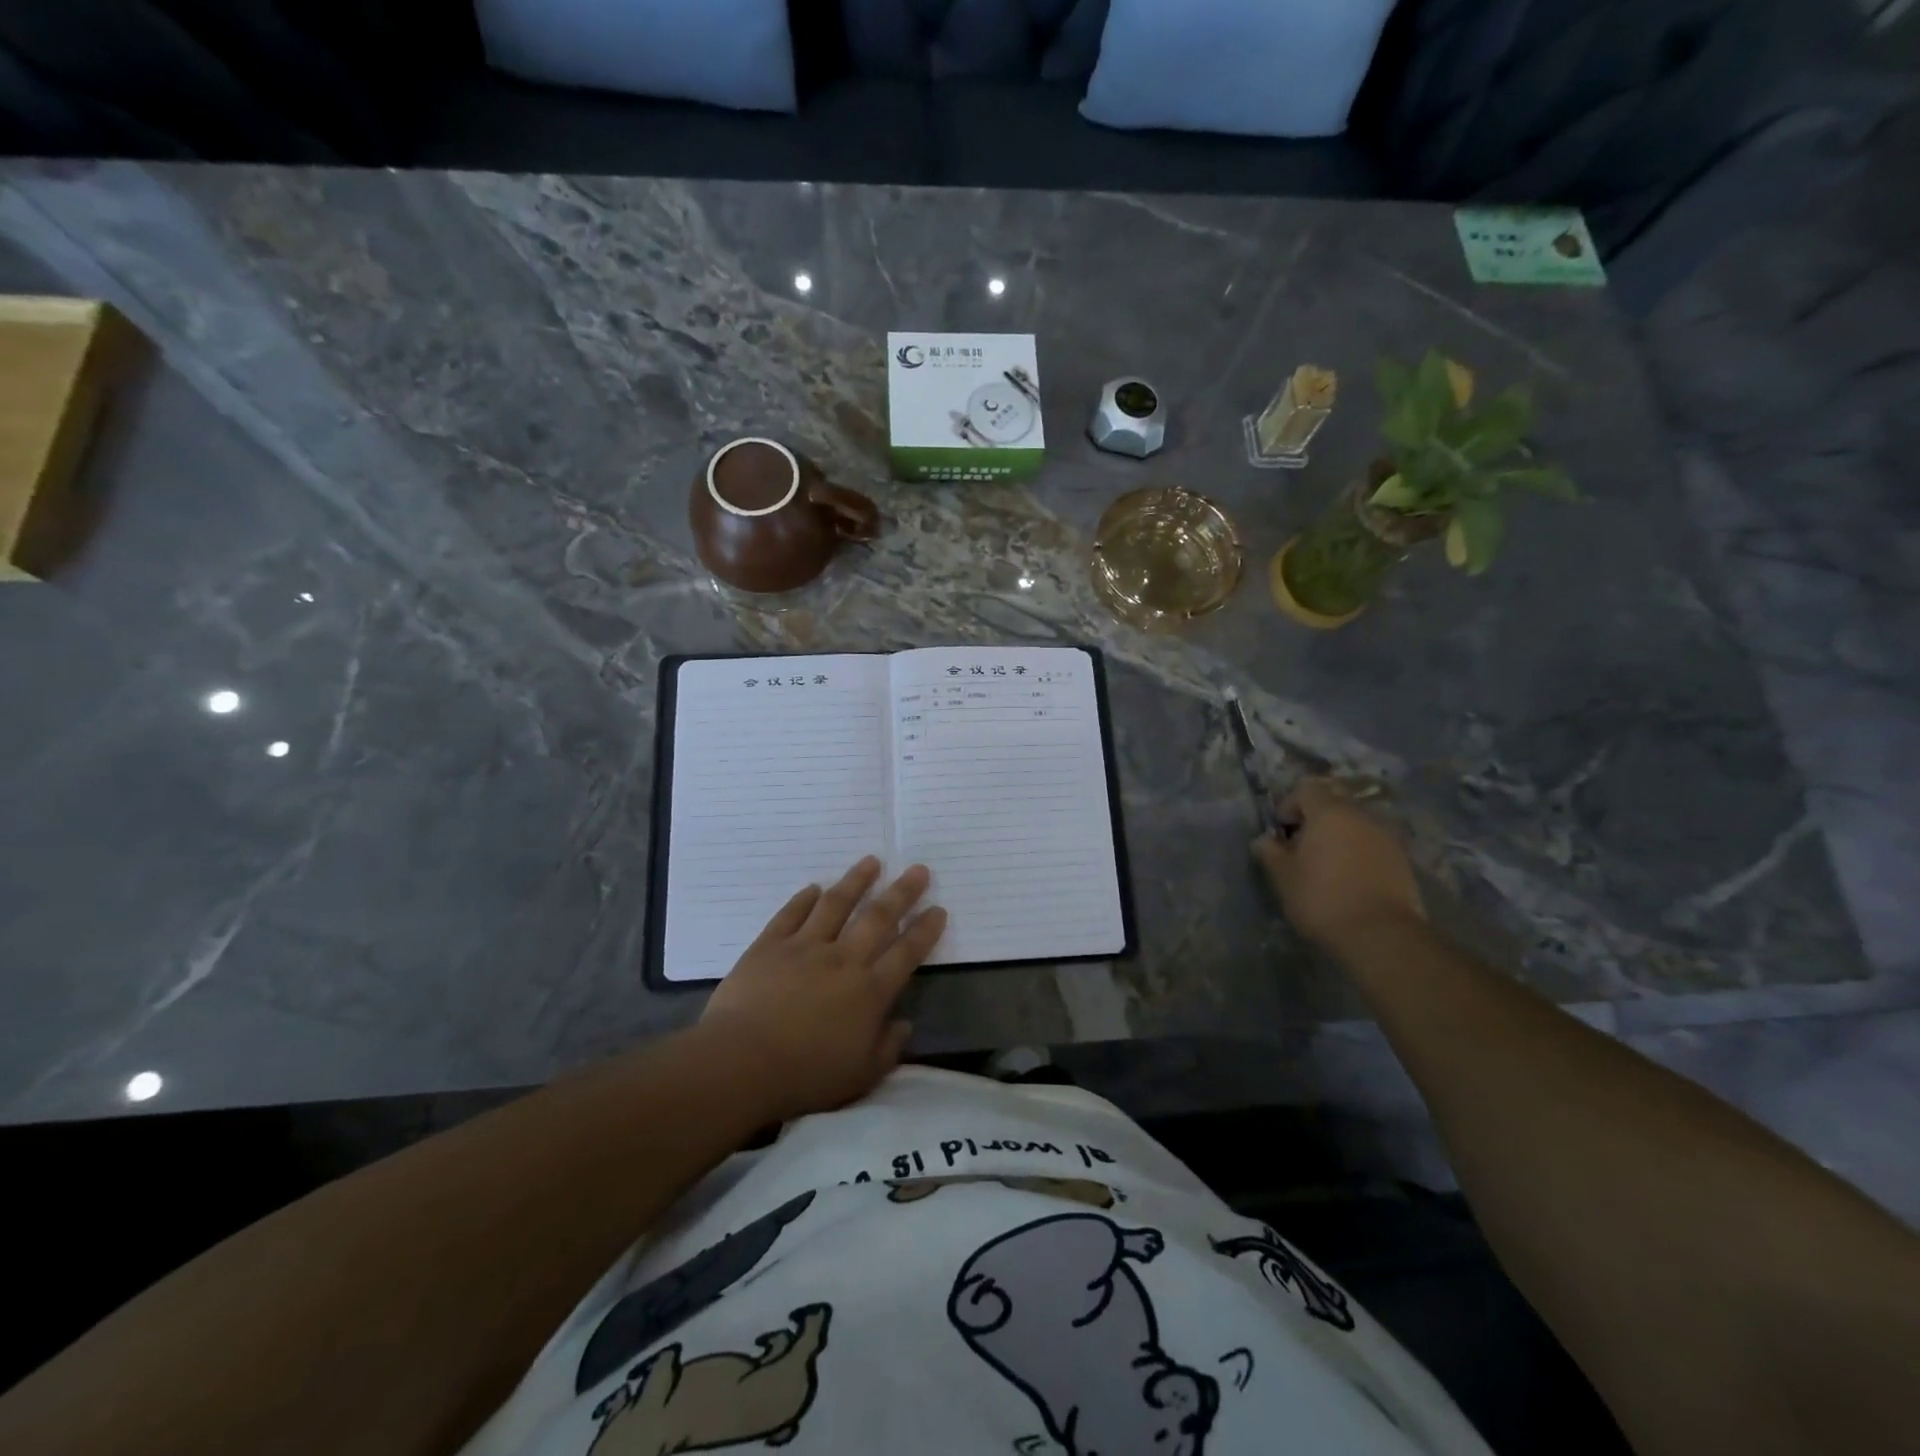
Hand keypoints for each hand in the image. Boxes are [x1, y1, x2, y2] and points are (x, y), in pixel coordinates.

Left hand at [699, 856, 946, 1121]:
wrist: (742, 1063)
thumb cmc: (806, 1076)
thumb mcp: (861, 1076)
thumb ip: (888, 1048)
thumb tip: (905, 1024)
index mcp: (869, 991)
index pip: (906, 953)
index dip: (925, 930)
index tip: (939, 909)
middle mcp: (843, 959)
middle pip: (878, 918)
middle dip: (902, 892)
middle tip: (918, 869)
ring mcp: (805, 947)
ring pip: (836, 905)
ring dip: (856, 881)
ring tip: (871, 861)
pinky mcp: (770, 945)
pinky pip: (791, 914)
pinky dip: (804, 899)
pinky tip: (814, 887)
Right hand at [1252, 778, 1423, 952]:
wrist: (1381, 935)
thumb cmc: (1322, 898)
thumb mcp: (1283, 876)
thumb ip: (1270, 852)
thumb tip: (1264, 840)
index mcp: (1329, 812)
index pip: (1307, 789)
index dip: (1290, 804)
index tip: (1282, 830)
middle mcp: (1361, 816)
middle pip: (1334, 803)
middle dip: (1316, 819)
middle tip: (1302, 847)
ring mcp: (1387, 837)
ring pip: (1356, 824)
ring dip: (1339, 836)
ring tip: (1327, 865)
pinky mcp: (1403, 860)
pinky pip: (1373, 844)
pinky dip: (1359, 852)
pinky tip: (1350, 879)